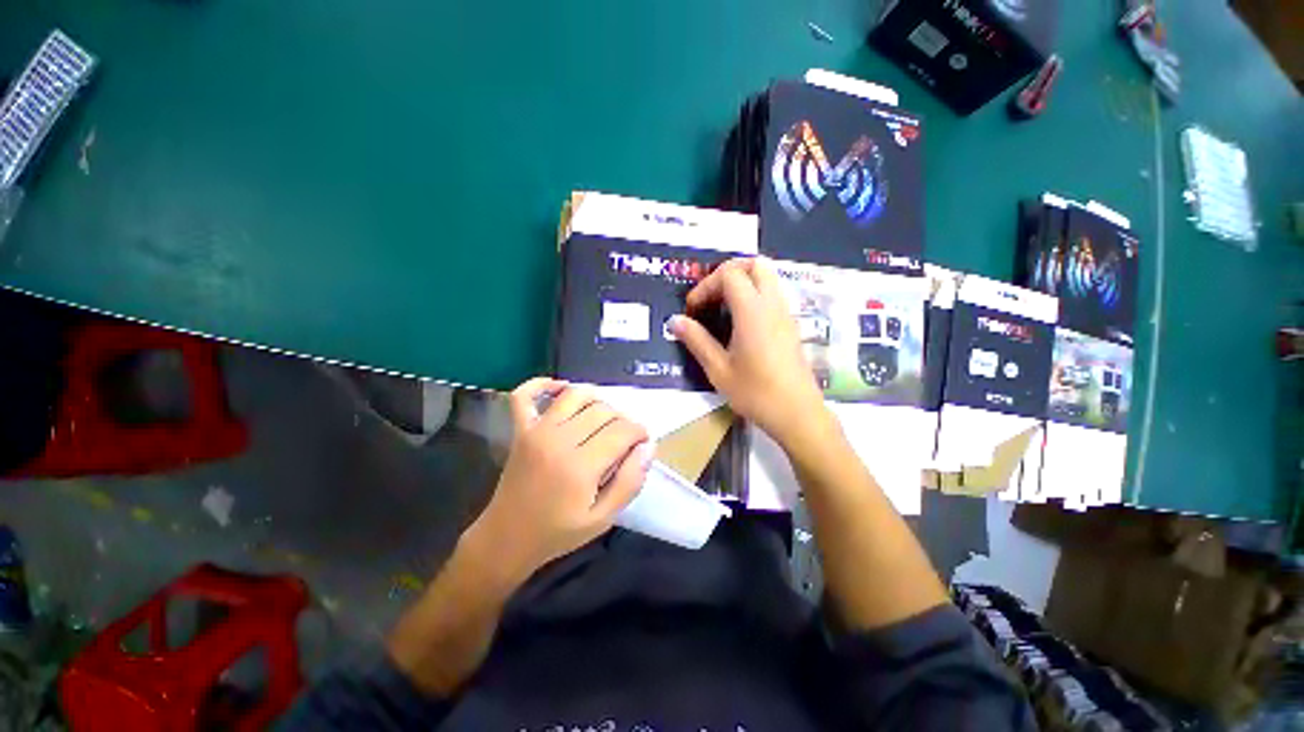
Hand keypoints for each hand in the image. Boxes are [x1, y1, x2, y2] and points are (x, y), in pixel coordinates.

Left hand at [469, 378, 651, 584]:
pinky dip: (543, 384)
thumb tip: (648, 447)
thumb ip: (630, 482)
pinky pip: (525, 394)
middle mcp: (559, 440)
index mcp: (580, 466)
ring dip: (597, 400)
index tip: (642, 442)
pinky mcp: (520, 429)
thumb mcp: (603, 519)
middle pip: (603, 410)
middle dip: (623, 420)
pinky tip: (562, 388)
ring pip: (576, 395)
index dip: (640, 432)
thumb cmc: (557, 533)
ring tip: (603, 418)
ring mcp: (536, 430)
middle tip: (624, 439)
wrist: (507, 538)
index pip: (622, 430)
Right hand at [670, 258, 830, 449]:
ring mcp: (786, 313)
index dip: (706, 285)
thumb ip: (696, 340)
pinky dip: (754, 295)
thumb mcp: (718, 369)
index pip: (730, 274)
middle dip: (728, 272)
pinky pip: (772, 294)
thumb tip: (675, 321)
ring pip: (767, 277)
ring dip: (742, 282)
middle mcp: (772, 304)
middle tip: (710, 296)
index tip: (693, 309)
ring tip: (722, 308)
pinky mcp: (790, 325)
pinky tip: (740, 323)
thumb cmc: (755, 393)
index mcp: (753, 311)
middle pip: (755, 264)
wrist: (797, 414)